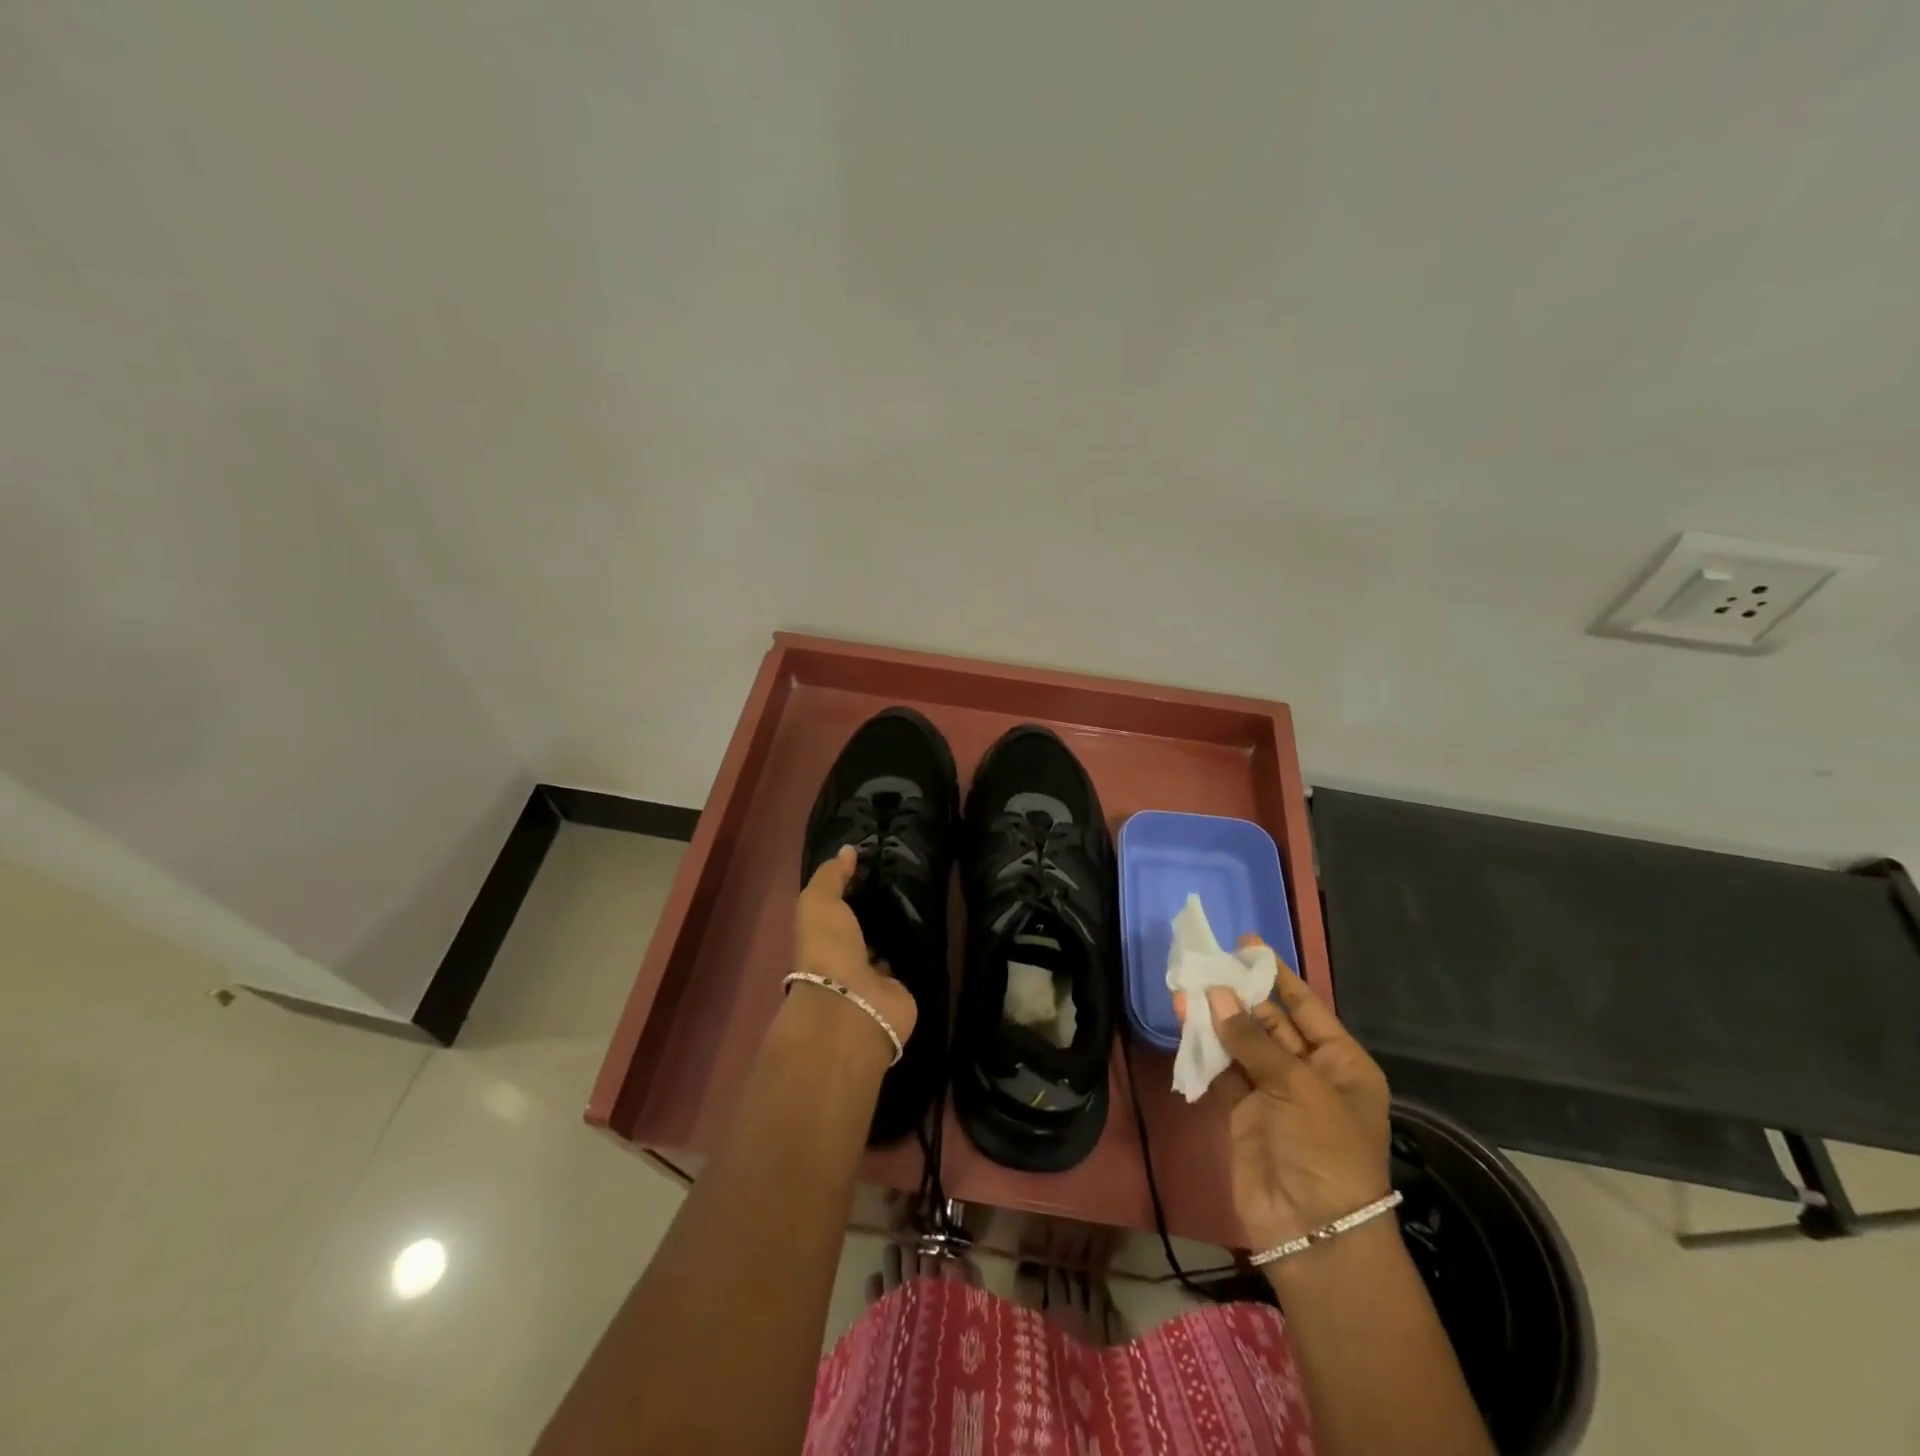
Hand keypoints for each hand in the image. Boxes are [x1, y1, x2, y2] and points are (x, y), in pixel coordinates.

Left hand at [792, 846, 918, 1047]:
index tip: (882, 860)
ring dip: (904, 927)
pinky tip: (940, 922)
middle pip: (868, 927)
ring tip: (931, 893)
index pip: (841, 909)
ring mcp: (878, 977)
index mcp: (825, 938)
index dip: (857, 887)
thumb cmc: (828, 949)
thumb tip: (848, 849)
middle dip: (884, 907)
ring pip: (892, 944)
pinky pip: (914, 961)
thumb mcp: (819, 903)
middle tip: (913, 875)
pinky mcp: (904, 989)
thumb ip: (831, 876)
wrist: (853, 1004)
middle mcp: (850, 958)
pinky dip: (923, 947)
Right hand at [1175, 937, 1390, 1252]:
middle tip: (1207, 961)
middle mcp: (1309, 1073)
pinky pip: (1223, 1070)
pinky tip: (1184, 1020)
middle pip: (1270, 1021)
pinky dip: (1204, 1047)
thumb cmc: (1326, 1148)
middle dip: (1240, 993)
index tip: (1248, 944)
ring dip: (1216, 1017)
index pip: (1306, 1006)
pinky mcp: (1243, 1113)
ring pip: (1241, 1043)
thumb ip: (1253, 1040)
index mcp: (1341, 1063)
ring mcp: (1274, 1094)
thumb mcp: (1299, 1086)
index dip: (1278, 975)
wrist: (1314, 1232)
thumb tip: (1216, 995)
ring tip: (1186, 983)